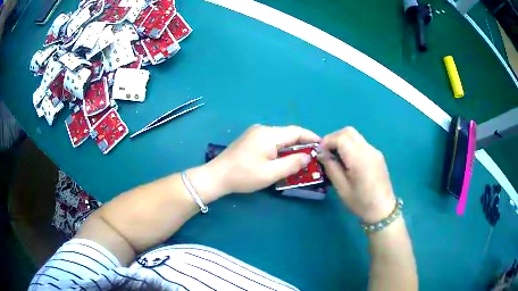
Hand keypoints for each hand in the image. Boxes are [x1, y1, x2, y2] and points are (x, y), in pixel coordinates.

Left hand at [208, 124, 320, 194]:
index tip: (322, 145)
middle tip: (313, 157)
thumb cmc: (243, 176)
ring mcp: (255, 133)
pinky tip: (284, 159)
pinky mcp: (251, 139)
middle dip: (302, 144)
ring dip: (292, 147)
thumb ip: (292, 164)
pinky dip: (281, 149)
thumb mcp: (270, 173)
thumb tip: (308, 156)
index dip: (311, 137)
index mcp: (268, 135)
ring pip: (280, 138)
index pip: (296, 131)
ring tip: (301, 160)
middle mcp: (262, 129)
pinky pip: (272, 141)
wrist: (217, 176)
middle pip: (288, 134)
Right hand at [318, 127, 394, 222]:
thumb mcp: (341, 187)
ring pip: (355, 136)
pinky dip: (351, 146)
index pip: (341, 137)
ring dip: (342, 141)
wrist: (383, 210)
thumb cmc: (360, 202)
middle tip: (326, 153)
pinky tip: (348, 161)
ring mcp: (374, 151)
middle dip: (334, 138)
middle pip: (348, 131)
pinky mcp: (377, 155)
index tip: (320, 153)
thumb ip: (331, 167)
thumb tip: (321, 153)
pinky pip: (361, 143)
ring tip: (336, 157)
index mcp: (359, 158)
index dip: (327, 141)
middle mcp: (368, 149)